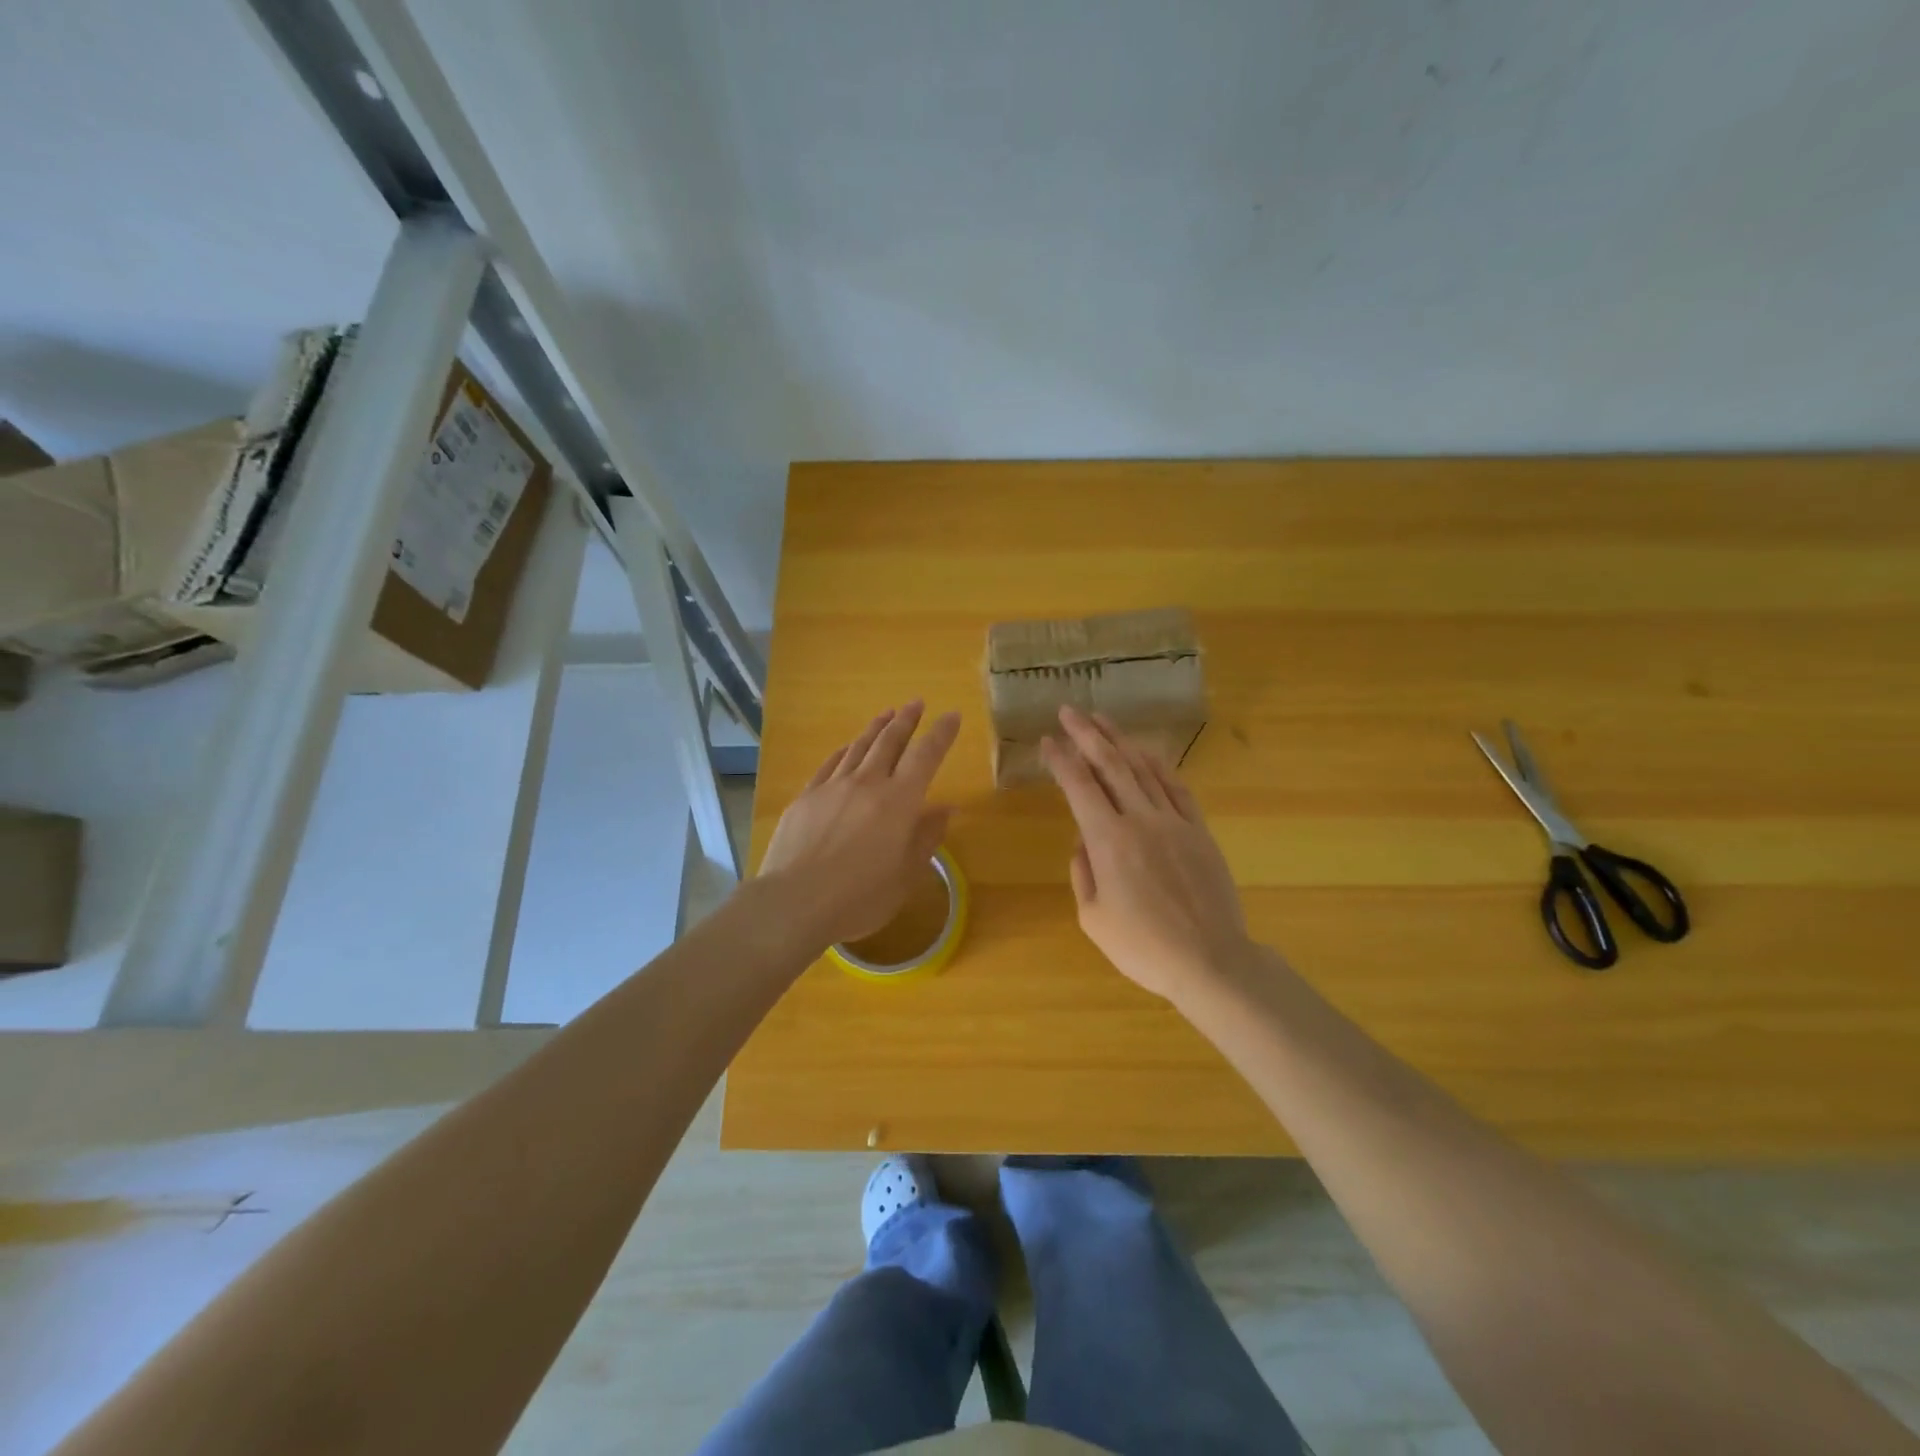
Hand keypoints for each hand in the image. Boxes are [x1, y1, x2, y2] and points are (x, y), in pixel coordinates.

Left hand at [760, 702, 959, 946]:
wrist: (795, 901)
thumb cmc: (860, 896)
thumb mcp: (906, 874)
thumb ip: (926, 837)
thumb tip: (946, 808)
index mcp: (899, 801)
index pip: (926, 756)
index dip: (941, 734)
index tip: (952, 715)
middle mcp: (867, 783)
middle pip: (890, 741)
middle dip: (907, 719)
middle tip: (916, 702)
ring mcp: (833, 787)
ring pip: (859, 747)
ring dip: (876, 727)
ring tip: (887, 713)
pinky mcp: (806, 797)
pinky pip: (830, 764)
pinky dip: (844, 751)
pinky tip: (847, 747)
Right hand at [1040, 706, 1258, 1001]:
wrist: (1210, 960)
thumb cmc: (1143, 947)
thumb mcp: (1093, 918)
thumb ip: (1083, 872)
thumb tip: (1082, 842)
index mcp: (1108, 841)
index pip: (1079, 787)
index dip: (1061, 760)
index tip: (1048, 740)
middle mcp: (1140, 820)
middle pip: (1111, 765)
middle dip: (1087, 735)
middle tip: (1070, 711)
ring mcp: (1174, 822)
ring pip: (1143, 769)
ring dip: (1121, 741)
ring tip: (1102, 720)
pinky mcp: (1199, 831)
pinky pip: (1177, 788)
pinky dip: (1159, 765)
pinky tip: (1146, 752)